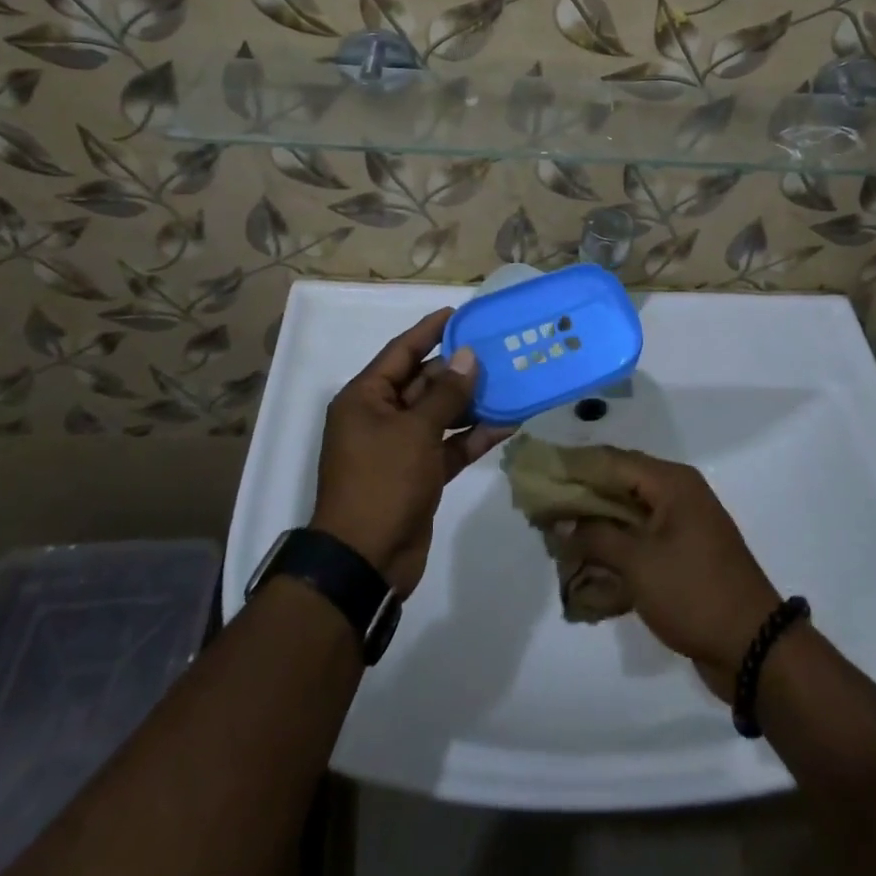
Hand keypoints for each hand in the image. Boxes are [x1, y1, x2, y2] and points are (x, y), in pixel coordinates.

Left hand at [309, 308, 513, 597]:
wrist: (366, 562)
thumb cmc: (382, 482)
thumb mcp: (415, 432)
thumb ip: (446, 394)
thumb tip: (468, 357)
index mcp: (366, 398)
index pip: (401, 352)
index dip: (430, 330)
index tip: (460, 313)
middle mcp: (381, 417)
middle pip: (424, 382)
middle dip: (459, 369)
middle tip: (498, 350)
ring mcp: (400, 447)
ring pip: (440, 414)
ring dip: (471, 402)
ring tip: (510, 382)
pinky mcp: (420, 474)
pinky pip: (449, 445)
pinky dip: (473, 436)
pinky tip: (508, 423)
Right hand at [558, 450, 782, 698]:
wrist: (754, 648)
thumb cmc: (694, 593)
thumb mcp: (638, 562)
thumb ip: (596, 535)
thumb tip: (561, 521)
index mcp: (671, 482)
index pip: (612, 460)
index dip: (574, 466)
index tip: (538, 475)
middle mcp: (677, 493)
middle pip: (619, 483)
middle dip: (581, 497)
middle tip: (543, 511)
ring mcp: (681, 525)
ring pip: (627, 513)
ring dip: (595, 525)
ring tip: (557, 539)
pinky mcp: (682, 554)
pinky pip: (640, 540)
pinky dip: (614, 548)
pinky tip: (587, 566)